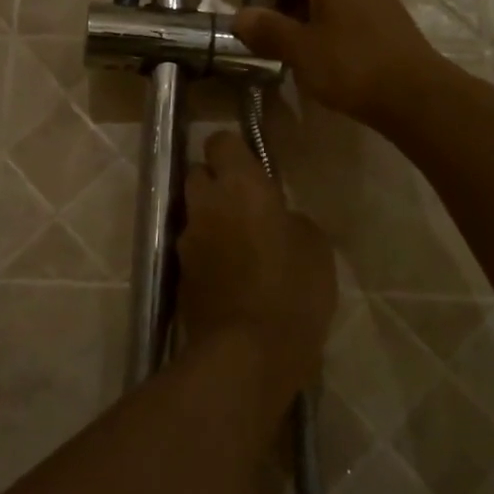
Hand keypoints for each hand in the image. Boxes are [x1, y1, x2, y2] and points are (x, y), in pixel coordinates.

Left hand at [178, 131, 336, 397]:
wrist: (249, 352)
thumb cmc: (293, 289)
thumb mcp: (314, 245)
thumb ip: (289, 217)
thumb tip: (276, 217)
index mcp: (240, 185)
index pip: (221, 141)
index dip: (235, 150)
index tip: (253, 167)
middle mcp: (206, 203)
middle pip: (198, 173)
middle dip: (217, 181)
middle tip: (245, 204)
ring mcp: (188, 240)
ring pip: (193, 212)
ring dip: (211, 218)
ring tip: (240, 243)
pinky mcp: (180, 274)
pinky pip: (193, 248)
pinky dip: (208, 252)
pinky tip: (231, 275)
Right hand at [232, 0, 446, 127]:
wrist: (416, 96)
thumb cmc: (350, 65)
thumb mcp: (299, 49)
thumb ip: (268, 29)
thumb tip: (240, 15)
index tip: (253, 16)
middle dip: (288, 8)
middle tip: (269, 39)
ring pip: (334, 4)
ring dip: (311, 24)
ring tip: (295, 55)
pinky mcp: (393, 24)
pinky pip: (353, 20)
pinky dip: (335, 35)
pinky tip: (328, 63)